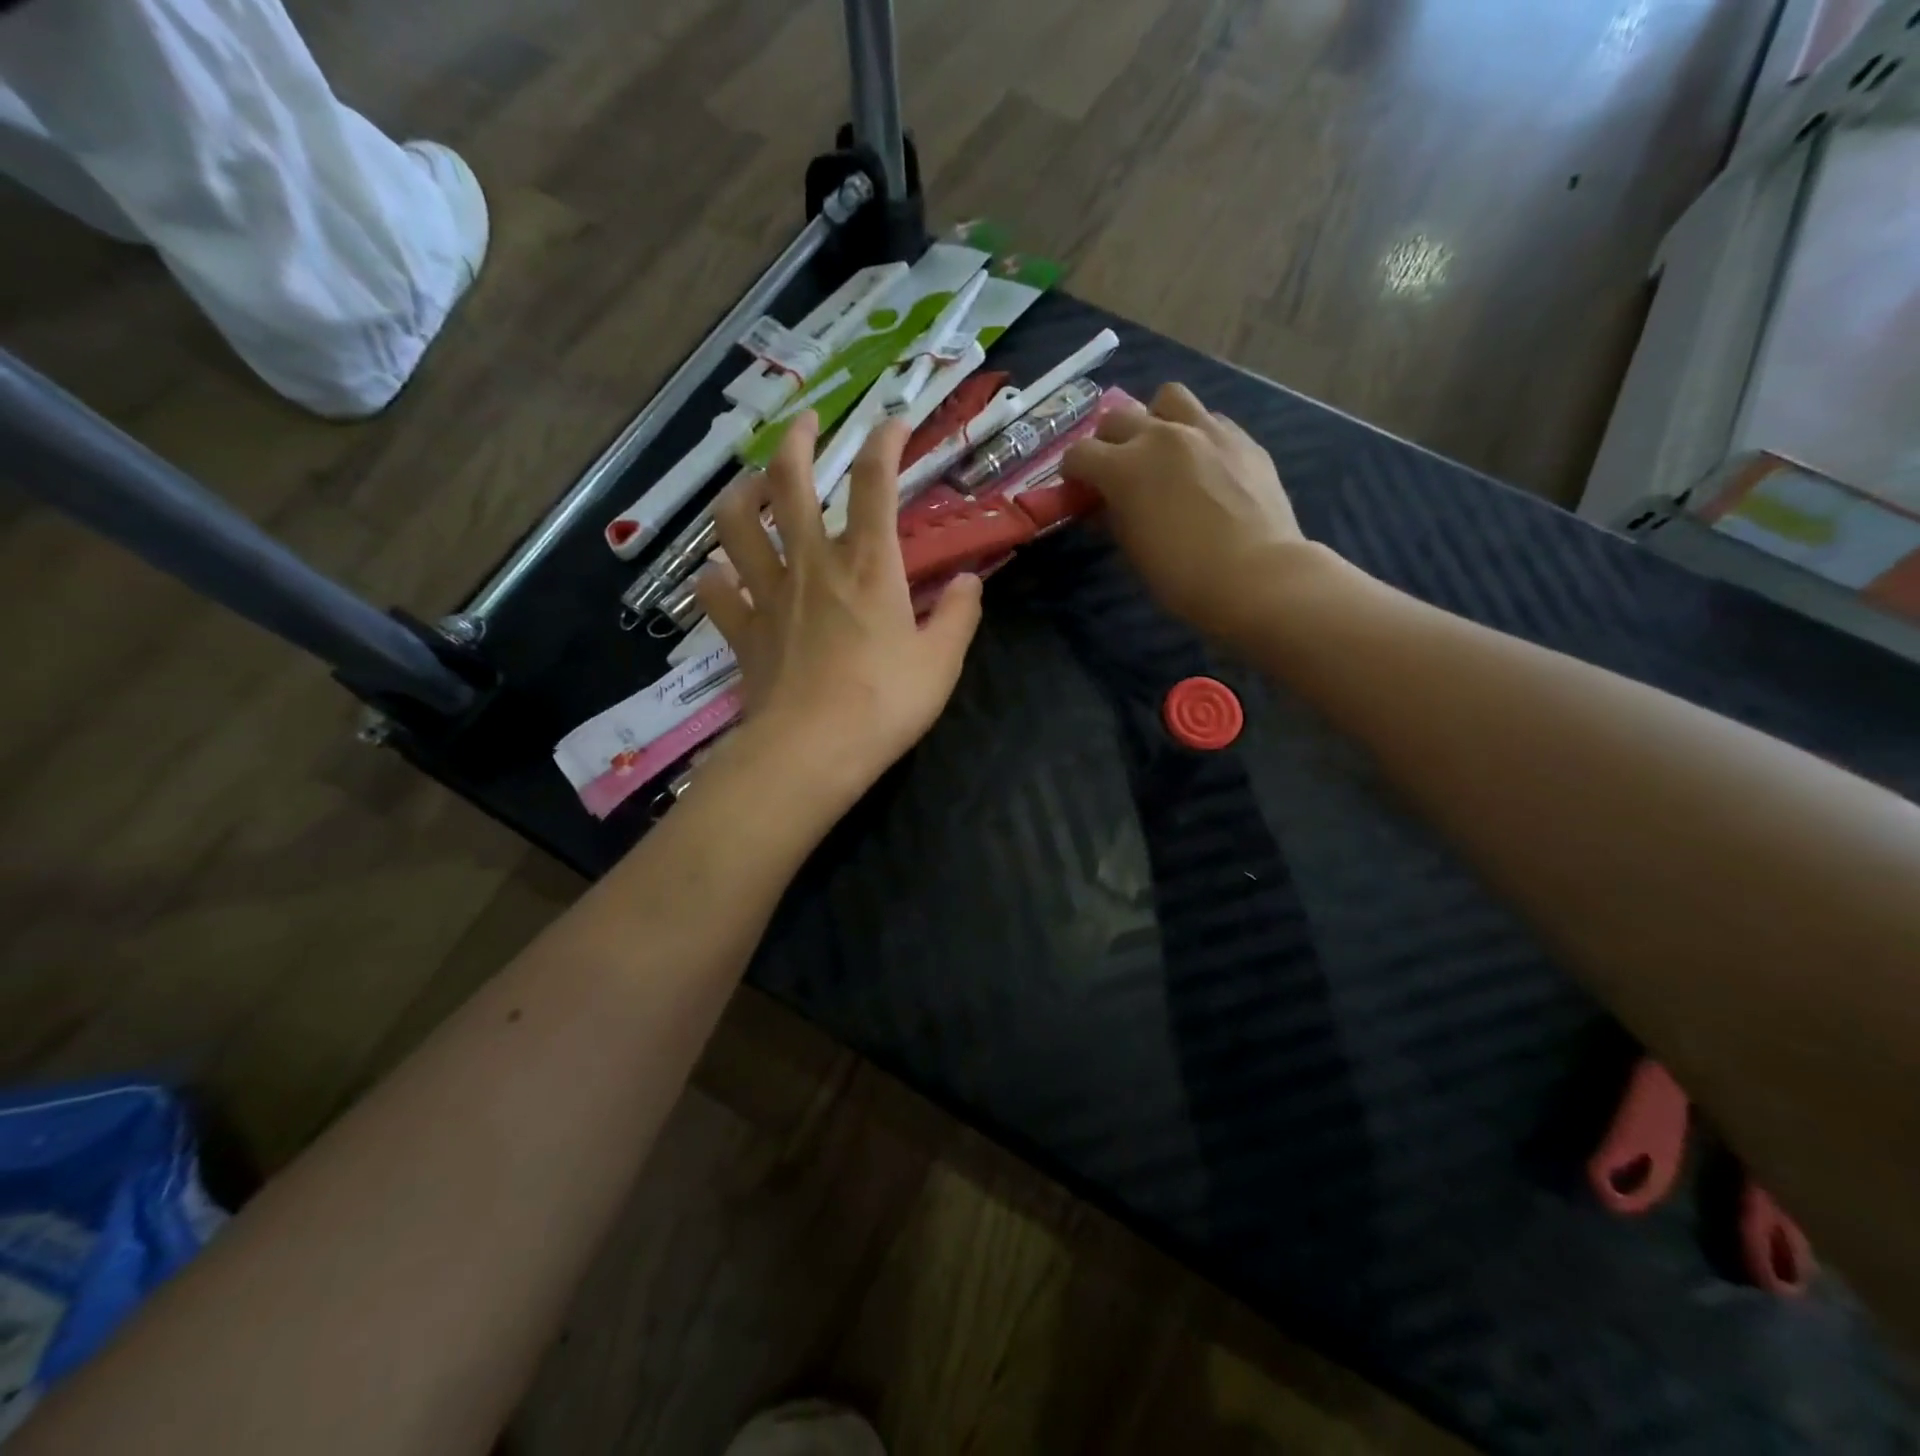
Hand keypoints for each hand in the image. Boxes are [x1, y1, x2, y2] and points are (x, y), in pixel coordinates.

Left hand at [695, 411, 983, 813]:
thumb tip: (968, 583)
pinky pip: (716, 593)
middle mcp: (812, 565)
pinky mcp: (743, 631)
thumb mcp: (941, 662)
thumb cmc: (885, 703)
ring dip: (741, 494)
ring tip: (750, 485)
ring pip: (737, 526)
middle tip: (802, 421)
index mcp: (867, 565)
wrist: (813, 751)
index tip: (892, 420)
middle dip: (796, 441)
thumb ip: (957, 616)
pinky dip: (713, 578)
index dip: (883, 441)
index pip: (874, 483)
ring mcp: (769, 595)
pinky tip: (718, 574)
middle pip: (791, 483)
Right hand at [1064, 383, 1313, 643]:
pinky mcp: (1242, 439)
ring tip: (1162, 448)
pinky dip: (1197, 434)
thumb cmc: (1182, 576)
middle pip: (1117, 418)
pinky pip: (1210, 420)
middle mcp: (1161, 436)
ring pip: (1168, 398)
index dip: (1072, 472)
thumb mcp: (1133, 552)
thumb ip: (1114, 518)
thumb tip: (1105, 507)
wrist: (1256, 576)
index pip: (1079, 454)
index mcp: (1125, 467)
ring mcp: (1206, 431)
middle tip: (1116, 469)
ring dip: (1155, 419)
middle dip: (1107, 442)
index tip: (1078, 489)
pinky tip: (1203, 463)